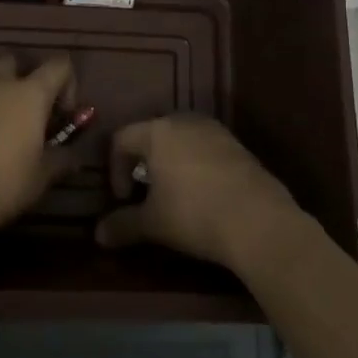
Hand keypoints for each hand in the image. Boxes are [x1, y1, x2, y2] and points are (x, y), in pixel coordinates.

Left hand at [0, 54, 73, 238]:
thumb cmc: (3, 182)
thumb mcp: (42, 176)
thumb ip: (62, 159)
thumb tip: (74, 156)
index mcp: (30, 94)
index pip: (58, 65)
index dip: (68, 83)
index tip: (65, 115)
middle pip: (14, 62)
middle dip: (25, 78)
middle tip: (31, 111)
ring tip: (5, 129)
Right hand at [95, 113, 304, 270]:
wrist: (259, 221)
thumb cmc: (194, 214)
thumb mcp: (153, 223)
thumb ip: (123, 225)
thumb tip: (98, 235)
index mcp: (157, 132)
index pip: (122, 138)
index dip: (115, 168)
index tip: (123, 199)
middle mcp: (184, 121)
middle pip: (153, 135)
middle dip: (144, 163)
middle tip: (146, 194)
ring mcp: (215, 131)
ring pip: (182, 141)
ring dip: (172, 164)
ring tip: (176, 196)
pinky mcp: (239, 146)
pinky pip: (207, 150)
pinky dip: (198, 167)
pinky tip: (206, 197)